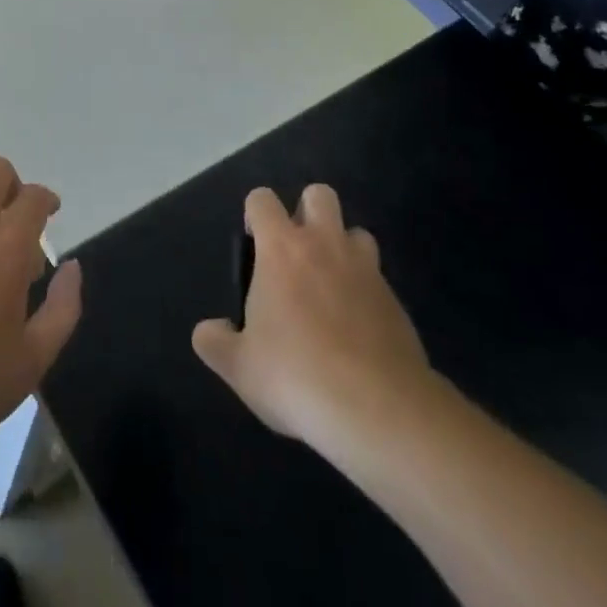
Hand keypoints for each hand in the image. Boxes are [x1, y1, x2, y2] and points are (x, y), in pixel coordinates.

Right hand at [192, 186, 437, 458]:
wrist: (379, 411)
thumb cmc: (296, 375)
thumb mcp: (239, 367)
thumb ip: (215, 342)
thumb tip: (210, 330)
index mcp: (281, 248)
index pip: (262, 199)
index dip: (255, 214)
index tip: (254, 246)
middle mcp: (325, 245)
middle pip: (319, 194)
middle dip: (306, 212)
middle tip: (295, 255)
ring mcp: (366, 270)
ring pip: (357, 232)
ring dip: (342, 248)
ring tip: (330, 288)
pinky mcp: (397, 301)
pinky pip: (377, 278)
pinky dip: (365, 291)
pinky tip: (356, 330)